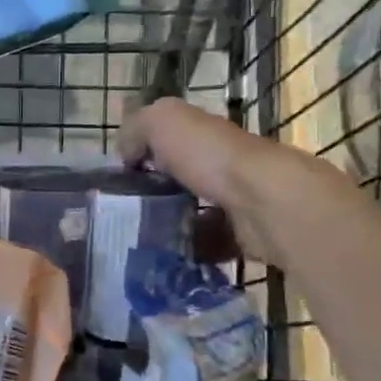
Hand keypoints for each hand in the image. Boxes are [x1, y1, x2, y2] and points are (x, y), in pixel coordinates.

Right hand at [118, 97, 351, 264]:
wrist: (263, 202)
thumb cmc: (210, 156)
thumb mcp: (161, 121)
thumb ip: (136, 128)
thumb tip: (126, 155)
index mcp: (202, 135)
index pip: (168, 142)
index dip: (142, 156)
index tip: (117, 181)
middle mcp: (221, 164)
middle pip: (179, 181)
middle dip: (152, 197)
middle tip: (123, 217)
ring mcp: (236, 202)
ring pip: (192, 215)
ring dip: (168, 228)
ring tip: (139, 243)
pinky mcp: (244, 236)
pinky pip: (209, 245)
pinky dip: (189, 252)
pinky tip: (166, 258)